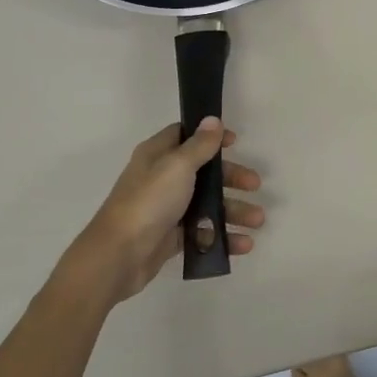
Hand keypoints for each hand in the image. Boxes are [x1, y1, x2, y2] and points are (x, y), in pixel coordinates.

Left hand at [55, 118, 263, 305]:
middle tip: (255, 185)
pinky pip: (202, 232)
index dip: (210, 137)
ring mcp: (166, 209)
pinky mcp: (170, 237)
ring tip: (258, 222)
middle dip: (232, 179)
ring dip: (234, 211)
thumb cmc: (148, 202)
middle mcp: (161, 179)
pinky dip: (222, 237)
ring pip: (206, 205)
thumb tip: (212, 119)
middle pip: (203, 172)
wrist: (118, 256)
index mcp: (157, 156)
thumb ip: (199, 145)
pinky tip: (243, 244)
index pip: (185, 136)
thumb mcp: (177, 166)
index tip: (235, 143)